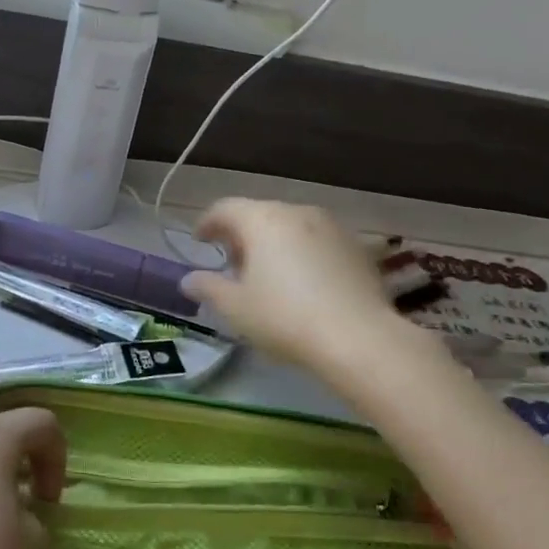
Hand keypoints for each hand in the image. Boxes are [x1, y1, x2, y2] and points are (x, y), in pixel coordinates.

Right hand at [180, 199, 435, 376]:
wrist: (360, 339)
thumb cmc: (285, 317)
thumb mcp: (235, 308)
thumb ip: (208, 288)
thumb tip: (188, 280)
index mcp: (263, 219)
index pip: (226, 209)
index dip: (208, 223)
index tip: (200, 241)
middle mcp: (298, 212)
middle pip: (260, 214)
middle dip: (241, 236)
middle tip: (232, 265)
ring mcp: (332, 227)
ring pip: (291, 226)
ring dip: (273, 243)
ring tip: (268, 276)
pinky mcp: (357, 248)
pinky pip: (318, 242)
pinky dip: (302, 254)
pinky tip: (303, 284)